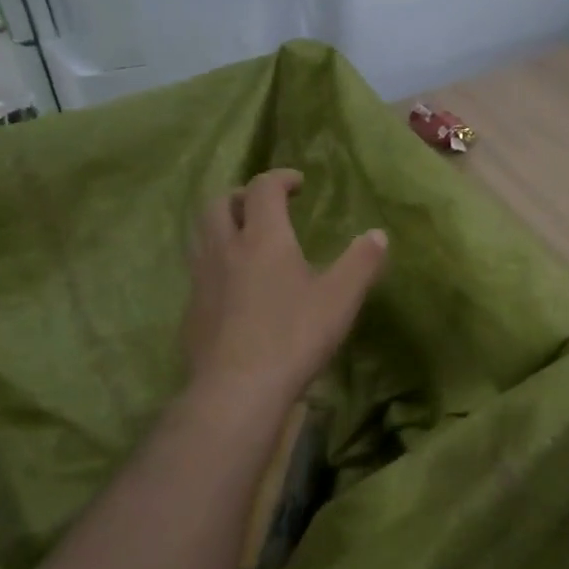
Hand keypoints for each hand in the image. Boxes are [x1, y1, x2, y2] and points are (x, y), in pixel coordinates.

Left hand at [180, 168, 387, 416]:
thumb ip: (361, 262)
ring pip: (201, 234)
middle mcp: (225, 249)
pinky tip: (233, 286)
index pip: (263, 188)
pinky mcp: (191, 310)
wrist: (237, 389)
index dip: (280, 178)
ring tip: (245, 238)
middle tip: (265, 207)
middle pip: (220, 203)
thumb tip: (378, 234)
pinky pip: (198, 270)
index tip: (298, 184)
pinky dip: (215, 262)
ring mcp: (202, 280)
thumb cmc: (294, 336)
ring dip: (222, 225)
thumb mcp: (341, 298)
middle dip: (243, 196)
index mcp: (263, 238)